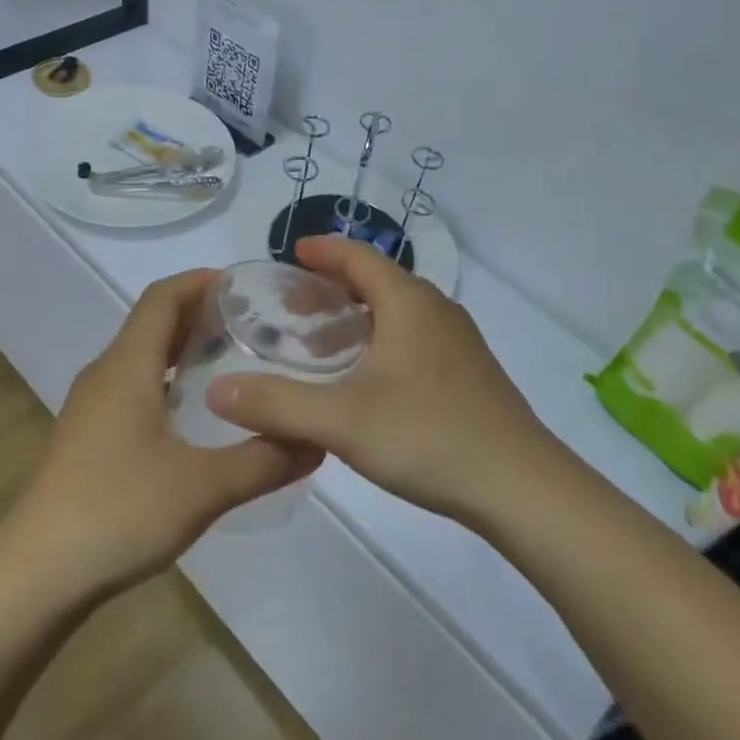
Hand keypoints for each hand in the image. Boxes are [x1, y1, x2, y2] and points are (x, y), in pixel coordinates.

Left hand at [1, 269, 320, 600]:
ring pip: (142, 357)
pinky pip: (132, 386)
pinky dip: (167, 380)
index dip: (201, 281)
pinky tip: (195, 414)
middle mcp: (105, 374)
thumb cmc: (118, 512)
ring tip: (233, 362)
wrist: (36, 575)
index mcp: (127, 366)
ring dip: (184, 348)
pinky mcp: (87, 436)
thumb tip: (316, 440)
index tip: (246, 286)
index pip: (163, 297)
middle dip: (200, 314)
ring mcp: (91, 406)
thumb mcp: (203, 487)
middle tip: (255, 325)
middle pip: (153, 322)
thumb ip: (264, 460)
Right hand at [207, 238, 559, 525]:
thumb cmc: (428, 436)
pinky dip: (380, 345)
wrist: (522, 487)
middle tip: (293, 311)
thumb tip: (216, 390)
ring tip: (320, 350)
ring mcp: (459, 345)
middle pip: (378, 284)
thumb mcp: (342, 421)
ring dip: (357, 322)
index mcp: (409, 304)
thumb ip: (277, 404)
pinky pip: (414, 341)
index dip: (324, 251)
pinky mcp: (469, 376)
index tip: (293, 252)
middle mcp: (437, 312)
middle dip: (333, 290)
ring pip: (398, 316)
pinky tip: (365, 384)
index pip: (360, 258)